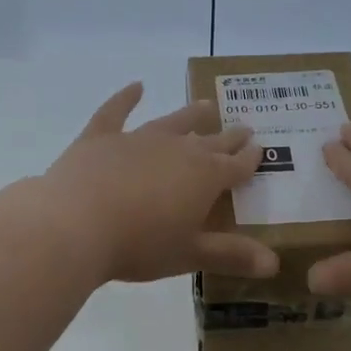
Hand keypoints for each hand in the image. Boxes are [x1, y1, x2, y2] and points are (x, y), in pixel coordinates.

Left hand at [40, 83, 279, 284]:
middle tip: (243, 128)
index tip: (260, 149)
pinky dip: (126, 98)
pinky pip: (116, 111)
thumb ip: (231, 256)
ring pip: (173, 121)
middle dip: (229, 137)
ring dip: (191, 114)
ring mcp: (138, 139)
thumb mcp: (189, 255)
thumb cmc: (139, 245)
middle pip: (210, 141)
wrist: (75, 225)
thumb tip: (274, 264)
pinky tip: (136, 86)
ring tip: (206, 105)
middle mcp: (177, 150)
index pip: (236, 165)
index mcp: (204, 177)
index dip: (250, 159)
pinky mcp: (101, 137)